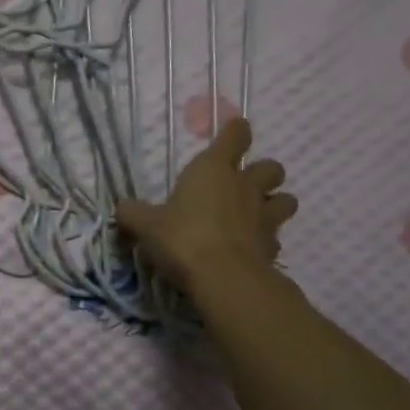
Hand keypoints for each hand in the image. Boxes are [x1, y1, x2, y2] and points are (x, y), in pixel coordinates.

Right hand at [116, 118, 296, 296]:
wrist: (223, 278)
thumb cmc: (182, 238)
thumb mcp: (145, 225)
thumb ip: (133, 213)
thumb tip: (123, 208)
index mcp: (213, 170)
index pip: (235, 136)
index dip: (236, 131)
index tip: (236, 130)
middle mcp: (244, 186)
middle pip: (271, 167)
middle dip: (262, 172)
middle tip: (244, 185)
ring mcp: (264, 217)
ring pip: (286, 199)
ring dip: (275, 203)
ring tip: (257, 215)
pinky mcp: (273, 246)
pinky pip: (276, 236)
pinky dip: (266, 240)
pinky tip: (250, 249)